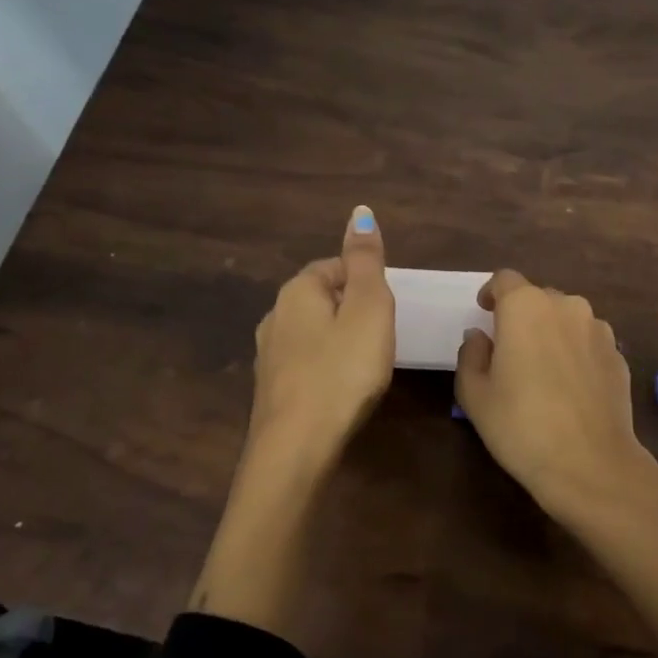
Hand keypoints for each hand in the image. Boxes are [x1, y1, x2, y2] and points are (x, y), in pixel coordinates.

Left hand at [246, 204, 394, 468]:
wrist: (296, 446)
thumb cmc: (342, 371)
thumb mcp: (368, 309)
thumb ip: (366, 262)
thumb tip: (360, 211)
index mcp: (297, 291)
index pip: (333, 267)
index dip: (364, 280)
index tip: (387, 306)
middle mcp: (275, 316)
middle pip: (321, 298)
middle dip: (351, 309)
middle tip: (383, 333)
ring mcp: (269, 355)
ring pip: (311, 332)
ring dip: (338, 338)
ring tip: (367, 360)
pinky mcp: (272, 389)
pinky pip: (305, 362)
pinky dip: (326, 365)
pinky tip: (342, 386)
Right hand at [453, 269, 650, 533]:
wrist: (590, 463)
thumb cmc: (521, 425)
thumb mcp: (474, 394)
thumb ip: (471, 355)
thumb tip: (480, 337)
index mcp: (526, 307)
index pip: (505, 280)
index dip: (492, 293)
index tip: (484, 312)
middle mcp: (567, 307)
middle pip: (538, 298)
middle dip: (522, 316)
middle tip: (509, 349)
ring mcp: (599, 331)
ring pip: (567, 319)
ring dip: (552, 333)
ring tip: (542, 369)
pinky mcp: (619, 357)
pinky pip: (589, 343)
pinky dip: (575, 354)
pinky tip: (569, 388)